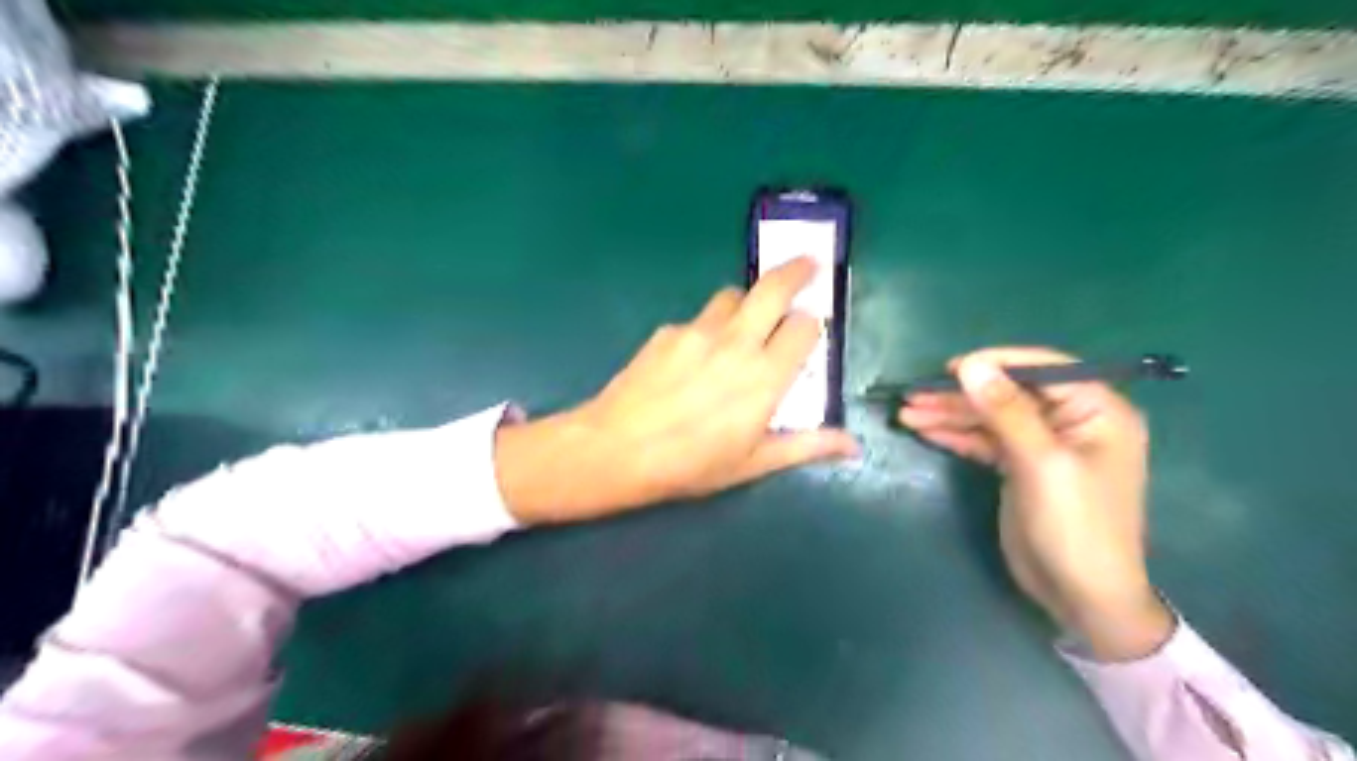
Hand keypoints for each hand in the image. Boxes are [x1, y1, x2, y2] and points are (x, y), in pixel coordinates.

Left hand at [498, 259, 857, 525]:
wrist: (615, 449)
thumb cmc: (689, 465)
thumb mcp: (752, 463)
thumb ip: (805, 446)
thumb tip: (853, 445)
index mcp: (765, 377)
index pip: (805, 327)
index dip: (813, 326)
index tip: (811, 331)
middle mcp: (736, 343)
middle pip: (774, 288)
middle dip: (796, 270)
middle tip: (808, 265)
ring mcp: (698, 331)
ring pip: (733, 296)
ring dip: (748, 303)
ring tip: (744, 325)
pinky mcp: (668, 331)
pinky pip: (699, 317)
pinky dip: (709, 327)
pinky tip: (695, 358)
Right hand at [898, 345, 1172, 659]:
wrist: (1080, 595)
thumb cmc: (1075, 525)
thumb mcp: (1040, 463)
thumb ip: (1006, 411)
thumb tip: (970, 365)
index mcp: (1096, 411)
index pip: (1043, 369)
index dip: (996, 364)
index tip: (950, 368)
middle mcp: (1071, 421)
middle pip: (1008, 394)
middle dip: (961, 395)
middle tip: (913, 395)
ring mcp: (1043, 444)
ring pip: (991, 417)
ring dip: (950, 414)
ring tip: (906, 413)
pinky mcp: (1020, 466)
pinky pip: (985, 440)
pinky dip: (956, 435)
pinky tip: (924, 430)